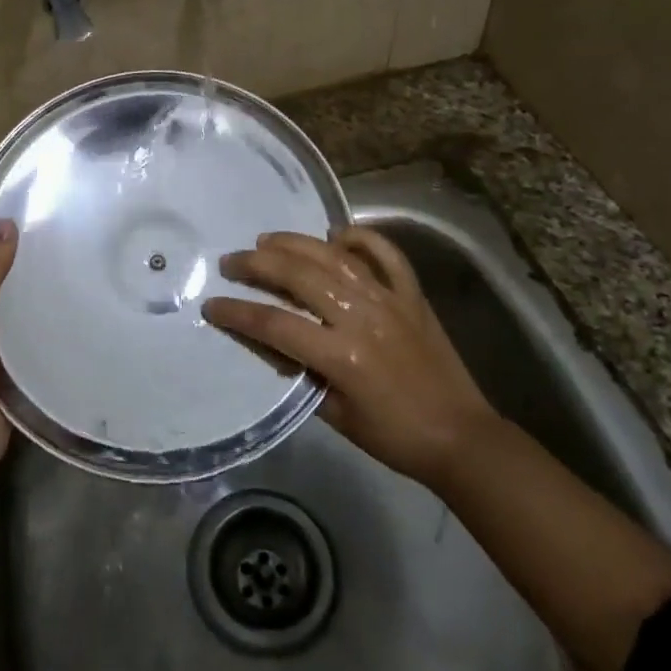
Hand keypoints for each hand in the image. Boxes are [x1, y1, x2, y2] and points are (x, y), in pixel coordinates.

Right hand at [203, 228, 495, 490]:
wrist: (460, 437)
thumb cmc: (392, 436)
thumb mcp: (335, 416)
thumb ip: (299, 374)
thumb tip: (267, 341)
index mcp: (341, 356)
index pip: (275, 324)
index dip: (237, 313)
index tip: (211, 305)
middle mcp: (362, 317)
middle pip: (299, 277)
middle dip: (257, 265)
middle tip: (230, 262)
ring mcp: (390, 300)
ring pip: (334, 257)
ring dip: (296, 244)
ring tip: (266, 240)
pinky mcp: (412, 295)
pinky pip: (386, 254)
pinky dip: (362, 238)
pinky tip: (337, 233)